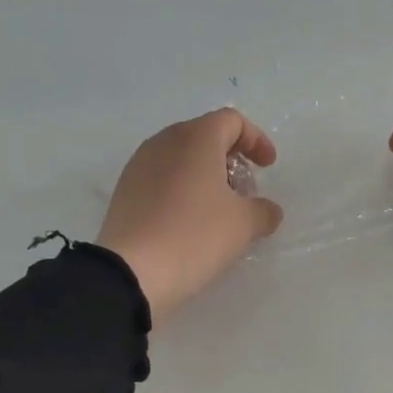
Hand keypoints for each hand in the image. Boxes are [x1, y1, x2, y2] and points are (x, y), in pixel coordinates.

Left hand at [97, 109, 283, 317]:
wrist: (132, 271)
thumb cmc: (195, 236)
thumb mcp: (244, 225)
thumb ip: (263, 210)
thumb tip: (266, 210)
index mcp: (196, 138)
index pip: (232, 121)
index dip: (256, 140)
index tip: (268, 167)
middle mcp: (163, 142)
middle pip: (204, 136)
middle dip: (230, 159)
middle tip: (244, 191)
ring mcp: (139, 166)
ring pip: (180, 159)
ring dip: (204, 176)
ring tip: (218, 211)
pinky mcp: (124, 192)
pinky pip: (161, 180)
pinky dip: (182, 191)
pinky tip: (189, 222)